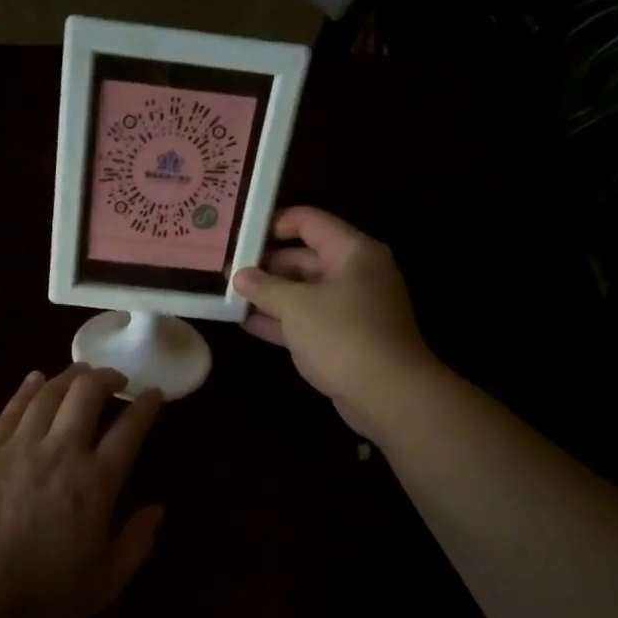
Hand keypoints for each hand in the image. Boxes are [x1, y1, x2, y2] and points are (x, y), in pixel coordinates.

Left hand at [0, 364, 164, 617]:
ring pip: (49, 393)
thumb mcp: (104, 584)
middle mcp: (61, 452)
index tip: (153, 393)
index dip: (146, 406)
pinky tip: (35, 379)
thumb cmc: (40, 599)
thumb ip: (136, 543)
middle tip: (115, 379)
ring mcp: (19, 447)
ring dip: (69, 376)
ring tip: (81, 373)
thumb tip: (157, 510)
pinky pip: (10, 409)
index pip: (129, 430)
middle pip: (87, 393)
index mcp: (96, 484)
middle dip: (107, 377)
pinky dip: (28, 389)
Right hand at [233, 207, 441, 439]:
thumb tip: (239, 275)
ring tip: (230, 296)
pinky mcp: (346, 338)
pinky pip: (309, 319)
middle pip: (305, 257)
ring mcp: (352, 307)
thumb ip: (264, 287)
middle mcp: (356, 273)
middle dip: (266, 265)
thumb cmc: (343, 336)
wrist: (389, 395)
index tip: (240, 234)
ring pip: (305, 291)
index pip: (309, 222)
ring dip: (270, 295)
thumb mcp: (296, 307)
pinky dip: (282, 320)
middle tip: (227, 271)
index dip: (273, 223)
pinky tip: (247, 323)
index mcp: (352, 252)